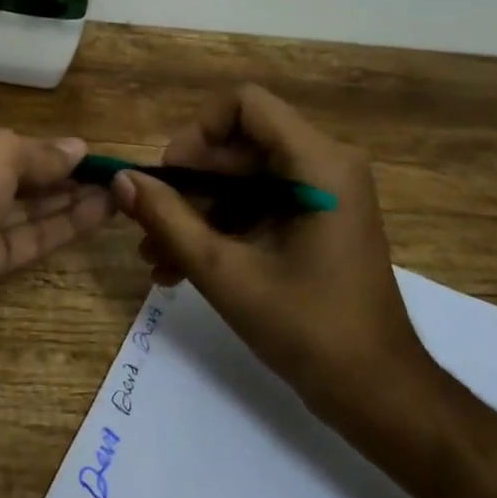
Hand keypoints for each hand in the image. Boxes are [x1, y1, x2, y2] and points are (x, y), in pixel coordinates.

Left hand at [0, 125, 114, 349]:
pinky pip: (29, 240)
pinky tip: (100, 214)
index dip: (42, 148)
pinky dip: (63, 227)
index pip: (0, 145)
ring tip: (117, 191)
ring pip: (26, 211)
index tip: (85, 151)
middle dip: (61, 174)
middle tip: (110, 173)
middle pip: (16, 178)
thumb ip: (40, 153)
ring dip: (70, 200)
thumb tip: (78, 148)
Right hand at [111, 85, 437, 434]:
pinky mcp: (314, 221)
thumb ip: (168, 220)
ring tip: (152, 255)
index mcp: (317, 164)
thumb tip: (120, 180)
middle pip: (238, 145)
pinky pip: (256, 205)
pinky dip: (218, 229)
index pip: (245, 104)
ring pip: (241, 179)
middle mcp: (324, 165)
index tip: (168, 176)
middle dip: (187, 183)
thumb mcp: (225, 272)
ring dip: (195, 212)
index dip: (198, 131)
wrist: (376, 394)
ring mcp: (321, 194)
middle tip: (147, 223)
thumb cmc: (307, 328)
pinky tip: (177, 269)